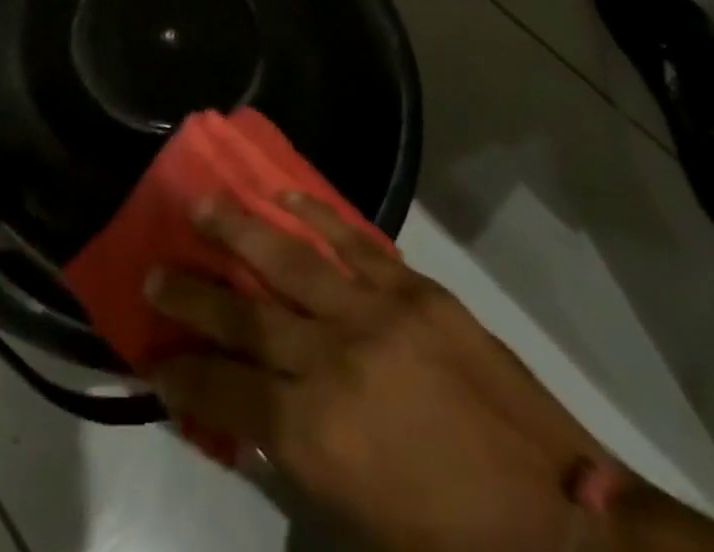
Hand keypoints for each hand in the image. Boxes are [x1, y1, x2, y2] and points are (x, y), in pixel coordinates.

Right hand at [147, 196, 610, 551]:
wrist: (561, 523)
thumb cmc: (451, 543)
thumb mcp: (357, 524)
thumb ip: (296, 459)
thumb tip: (250, 411)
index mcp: (315, 434)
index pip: (224, 392)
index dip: (182, 374)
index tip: (153, 353)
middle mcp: (332, 360)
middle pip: (243, 315)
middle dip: (191, 293)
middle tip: (154, 269)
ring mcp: (375, 314)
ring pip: (289, 260)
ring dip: (239, 230)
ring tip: (202, 203)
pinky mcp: (415, 290)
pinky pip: (353, 241)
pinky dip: (315, 216)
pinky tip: (284, 196)